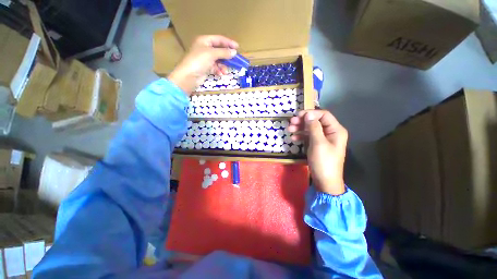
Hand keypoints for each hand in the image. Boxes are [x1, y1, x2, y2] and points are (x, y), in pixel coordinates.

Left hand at [167, 35, 238, 94]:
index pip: (219, 39)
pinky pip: (216, 67)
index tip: (237, 47)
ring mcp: (205, 59)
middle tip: (235, 60)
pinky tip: (221, 74)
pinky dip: (219, 70)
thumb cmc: (199, 61)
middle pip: (219, 50)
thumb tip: (234, 52)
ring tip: (225, 71)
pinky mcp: (206, 68)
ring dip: (223, 66)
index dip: (228, 42)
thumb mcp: (212, 54)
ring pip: (219, 60)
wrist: (189, 76)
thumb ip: (224, 52)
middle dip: (227, 56)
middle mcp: (205, 48)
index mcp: (204, 41)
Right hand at [288, 110, 347, 195]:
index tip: (298, 115)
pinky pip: (309, 136)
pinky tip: (294, 138)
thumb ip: (314, 127)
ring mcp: (323, 139)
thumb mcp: (318, 143)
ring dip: (300, 128)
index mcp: (336, 130)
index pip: (324, 115)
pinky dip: (301, 136)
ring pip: (311, 129)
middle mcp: (330, 132)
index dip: (311, 113)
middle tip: (291, 122)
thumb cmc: (324, 162)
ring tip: (289, 129)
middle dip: (303, 121)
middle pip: (316, 121)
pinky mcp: (317, 145)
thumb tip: (308, 114)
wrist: (325, 181)